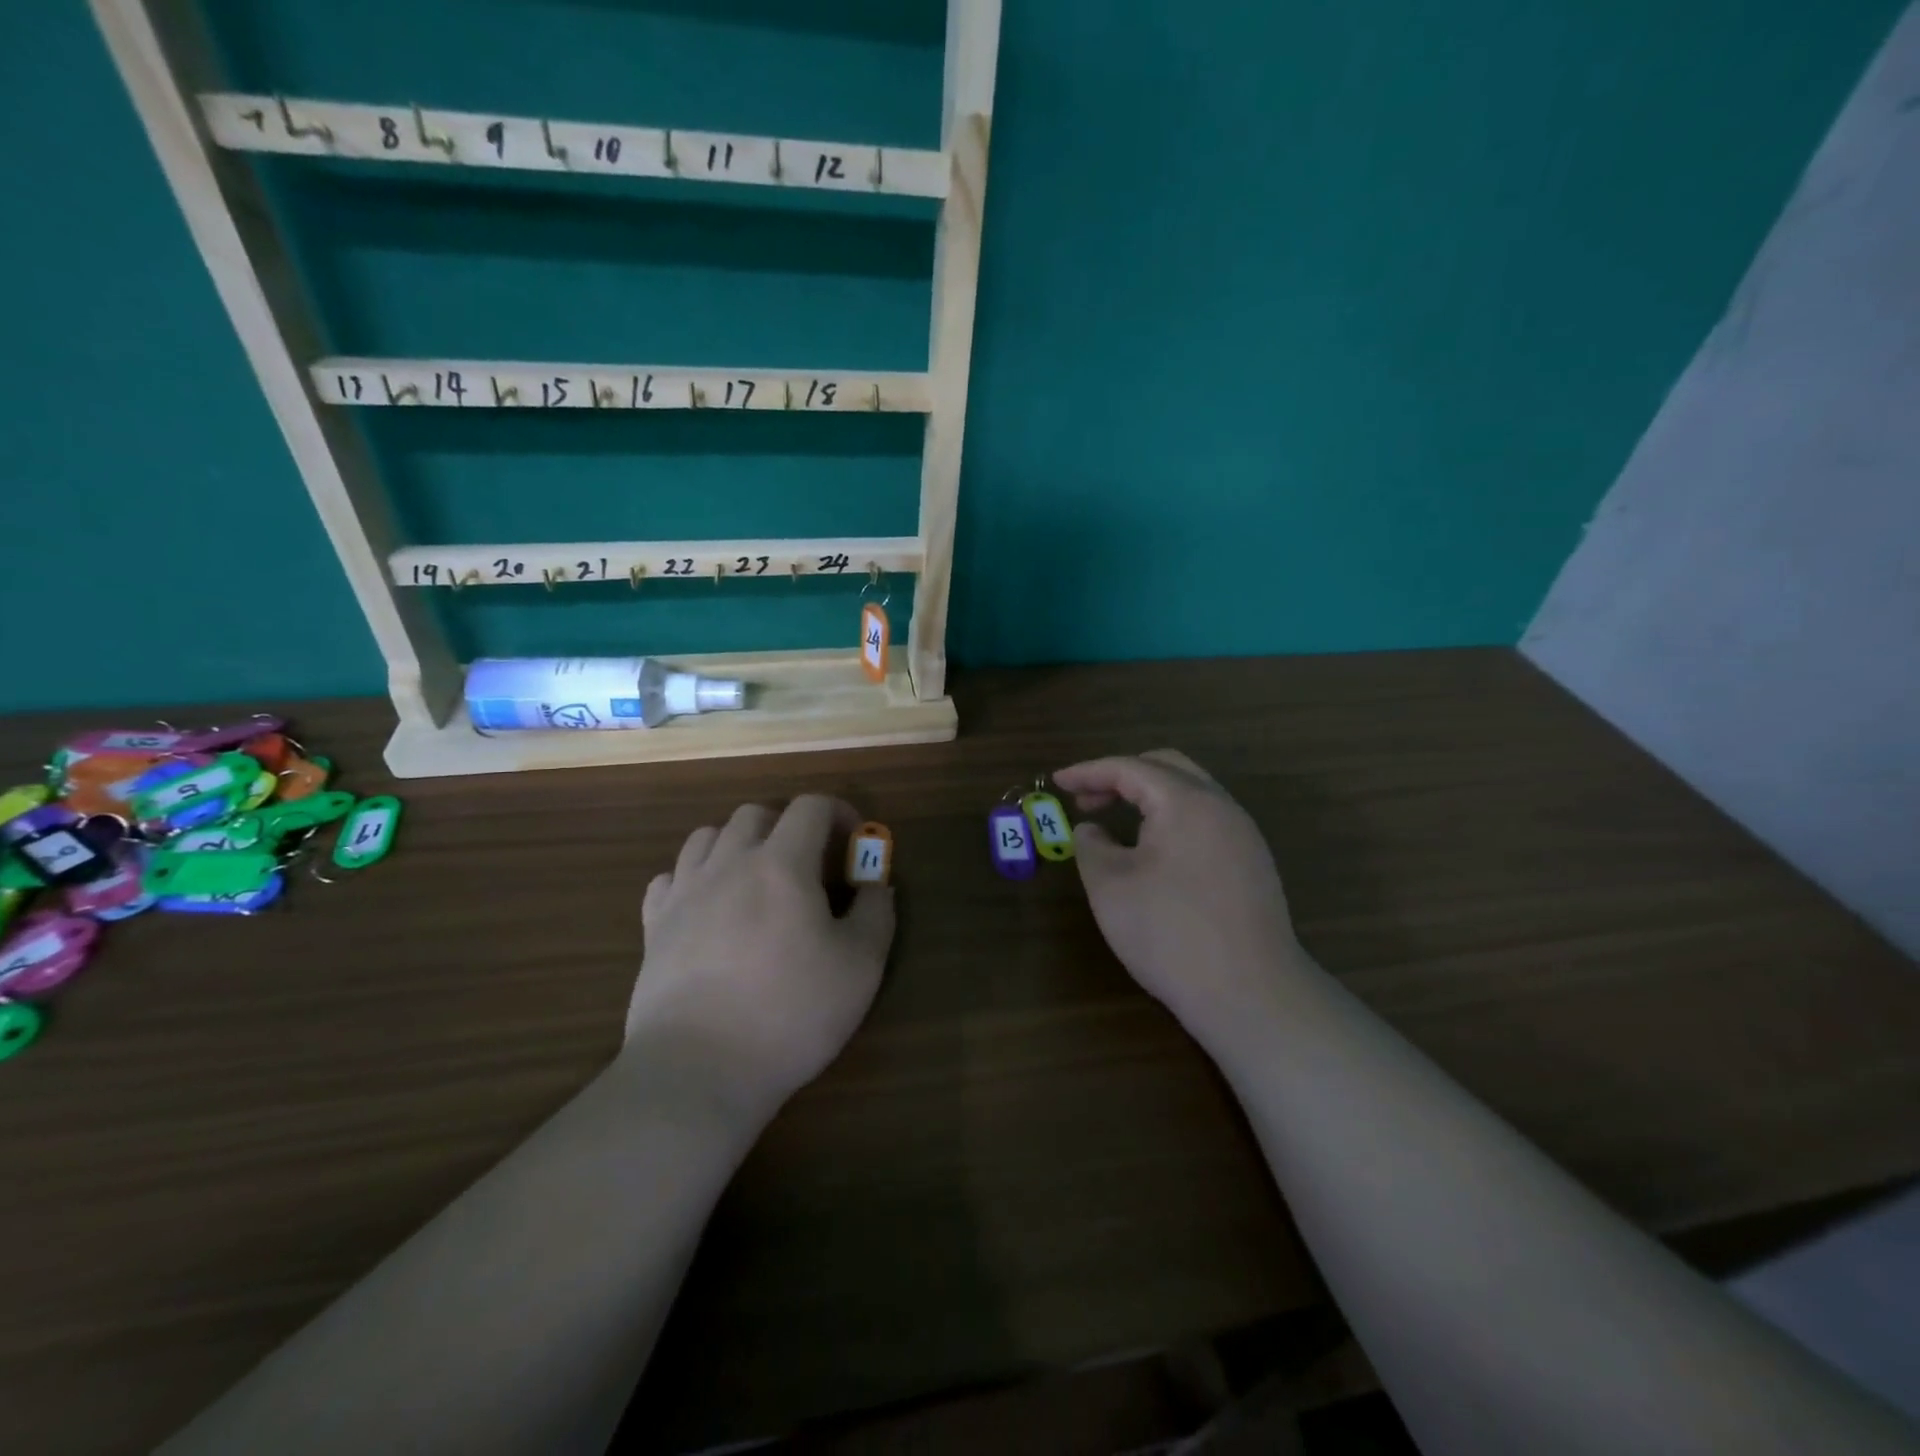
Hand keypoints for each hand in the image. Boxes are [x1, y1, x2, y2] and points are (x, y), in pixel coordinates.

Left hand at [627, 795, 894, 1116]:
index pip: (810, 806)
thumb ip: (876, 913)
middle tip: (808, 865)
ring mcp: (684, 893)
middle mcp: (728, 864)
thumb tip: (876, 885)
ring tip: (756, 880)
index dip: (839, 812)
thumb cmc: (791, 1013)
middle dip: (788, 825)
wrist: (698, 1070)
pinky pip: (669, 878)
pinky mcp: (653, 926)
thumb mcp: (861, 967)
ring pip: (707, 836)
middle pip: (755, 813)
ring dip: (738, 844)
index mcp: (782, 864)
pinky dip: (693, 878)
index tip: (854, 842)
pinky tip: (708, 907)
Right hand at [1055, 750, 1302, 1046]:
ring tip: (1116, 820)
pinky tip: (1153, 851)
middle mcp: (1221, 807)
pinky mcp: (1252, 865)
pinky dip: (1171, 819)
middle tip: (1087, 799)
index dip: (1088, 772)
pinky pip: (1205, 821)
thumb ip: (1091, 846)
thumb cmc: (1170, 932)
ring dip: (1149, 797)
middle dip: (1121, 776)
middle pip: (1167, 768)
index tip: (1057, 781)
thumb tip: (1091, 830)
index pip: (1130, 768)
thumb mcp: (1110, 886)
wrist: (1250, 993)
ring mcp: (1243, 836)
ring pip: (1191, 794)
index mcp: (1186, 801)